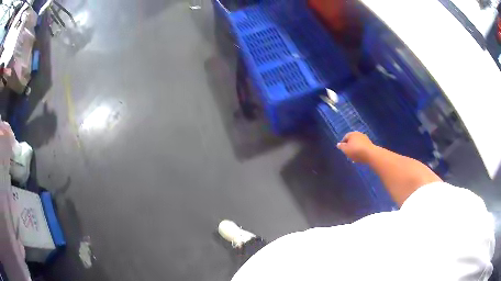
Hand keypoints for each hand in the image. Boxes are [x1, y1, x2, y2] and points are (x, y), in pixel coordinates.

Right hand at [336, 132, 375, 162]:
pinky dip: (360, 150)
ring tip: (354, 157)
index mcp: (351, 134)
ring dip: (355, 149)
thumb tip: (338, 144)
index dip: (343, 144)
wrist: (370, 154)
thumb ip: (341, 147)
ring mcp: (365, 138)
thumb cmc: (356, 151)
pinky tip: (359, 156)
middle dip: (350, 146)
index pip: (345, 137)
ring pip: (357, 144)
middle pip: (352, 140)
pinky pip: (362, 146)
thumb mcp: (345, 150)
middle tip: (348, 154)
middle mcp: (358, 134)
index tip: (342, 150)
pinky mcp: (369, 143)